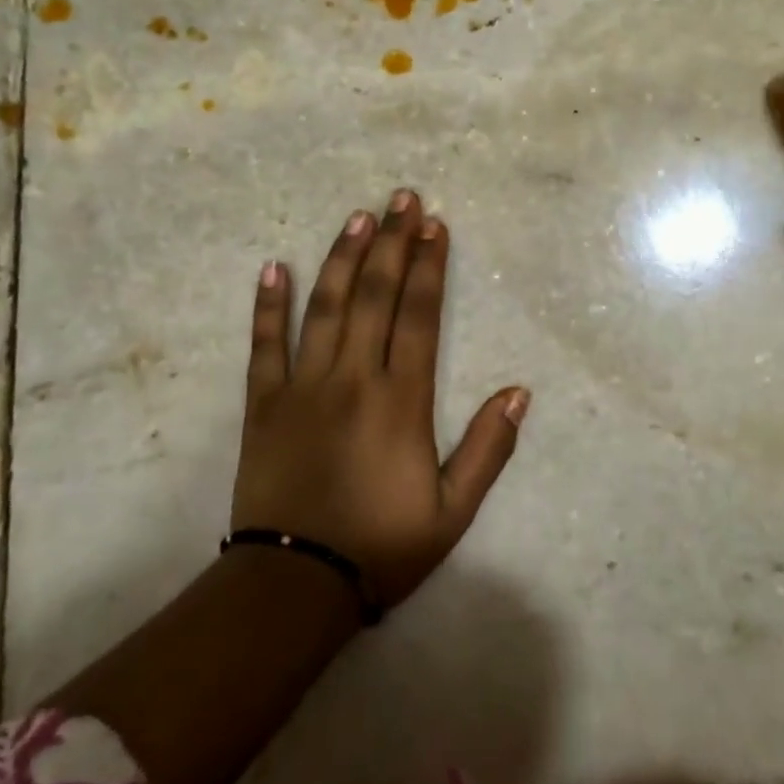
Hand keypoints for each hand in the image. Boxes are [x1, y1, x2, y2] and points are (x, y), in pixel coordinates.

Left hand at [232, 190, 529, 609]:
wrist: (295, 585)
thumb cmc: (382, 546)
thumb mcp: (453, 511)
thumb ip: (488, 449)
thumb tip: (519, 391)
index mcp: (401, 400)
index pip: (419, 316)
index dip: (429, 267)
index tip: (435, 226)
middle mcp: (353, 379)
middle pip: (375, 296)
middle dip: (392, 242)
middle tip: (401, 197)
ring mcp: (303, 387)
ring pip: (325, 307)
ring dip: (343, 257)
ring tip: (358, 216)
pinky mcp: (263, 404)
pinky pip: (264, 345)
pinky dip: (268, 305)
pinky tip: (275, 267)